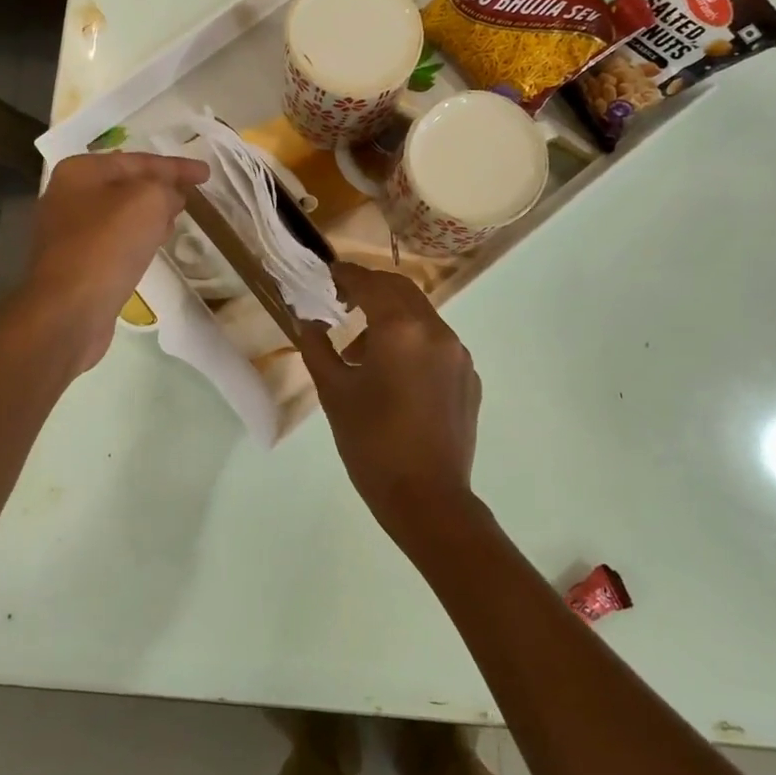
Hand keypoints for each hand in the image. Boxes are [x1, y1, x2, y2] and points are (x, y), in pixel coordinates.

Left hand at [21, 151, 208, 371]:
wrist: (70, 310)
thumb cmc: (108, 245)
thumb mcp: (149, 201)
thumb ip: (166, 188)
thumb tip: (170, 197)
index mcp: (80, 171)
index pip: (138, 161)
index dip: (176, 166)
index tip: (207, 174)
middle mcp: (68, 196)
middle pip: (126, 184)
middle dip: (160, 187)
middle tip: (190, 194)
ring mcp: (67, 232)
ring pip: (120, 213)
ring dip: (149, 213)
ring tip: (177, 218)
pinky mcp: (74, 263)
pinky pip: (114, 240)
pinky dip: (136, 237)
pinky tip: (153, 246)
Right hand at [299, 263, 482, 544]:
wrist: (428, 499)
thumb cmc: (372, 444)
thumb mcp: (334, 393)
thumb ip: (317, 347)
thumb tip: (307, 321)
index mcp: (401, 329)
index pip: (370, 283)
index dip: (345, 275)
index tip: (326, 275)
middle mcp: (436, 331)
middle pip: (400, 290)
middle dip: (370, 289)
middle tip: (341, 302)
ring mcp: (458, 354)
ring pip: (420, 316)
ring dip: (390, 317)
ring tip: (361, 352)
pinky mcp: (469, 377)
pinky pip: (436, 343)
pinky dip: (412, 342)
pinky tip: (394, 376)